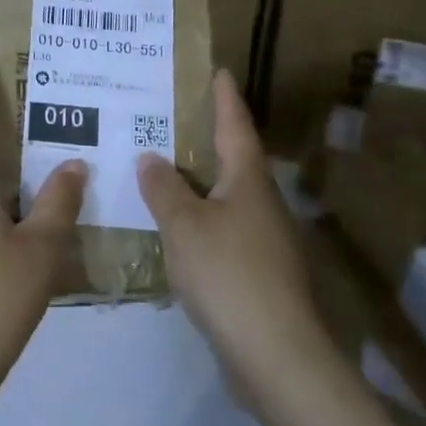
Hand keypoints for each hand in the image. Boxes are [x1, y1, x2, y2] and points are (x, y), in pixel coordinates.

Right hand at [137, 70, 328, 402]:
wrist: (274, 354)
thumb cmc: (228, 274)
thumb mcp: (184, 225)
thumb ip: (164, 189)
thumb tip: (151, 157)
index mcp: (248, 180)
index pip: (236, 126)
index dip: (224, 98)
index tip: (218, 71)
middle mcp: (261, 202)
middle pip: (234, 159)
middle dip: (207, 137)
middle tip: (171, 117)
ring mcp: (263, 239)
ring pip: (226, 196)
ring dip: (199, 180)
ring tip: (163, 167)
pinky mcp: (256, 272)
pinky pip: (222, 229)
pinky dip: (199, 218)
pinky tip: (174, 226)